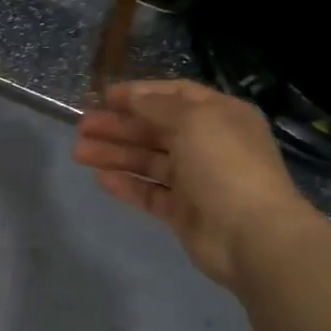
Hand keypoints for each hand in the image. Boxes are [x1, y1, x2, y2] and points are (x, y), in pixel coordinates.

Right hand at [74, 79, 319, 289]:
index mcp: (220, 116)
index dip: (140, 94)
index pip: (175, 96)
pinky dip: (126, 184)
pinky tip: (100, 179)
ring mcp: (195, 180)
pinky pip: (149, 192)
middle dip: (118, 125)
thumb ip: (157, 105)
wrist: (251, 235)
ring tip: (79, 152)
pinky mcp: (183, 211)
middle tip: (82, 127)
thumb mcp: (193, 120)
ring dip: (114, 153)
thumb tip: (133, 96)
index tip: (104, 97)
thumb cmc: (225, 165)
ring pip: (147, 160)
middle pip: (155, 129)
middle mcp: (208, 144)